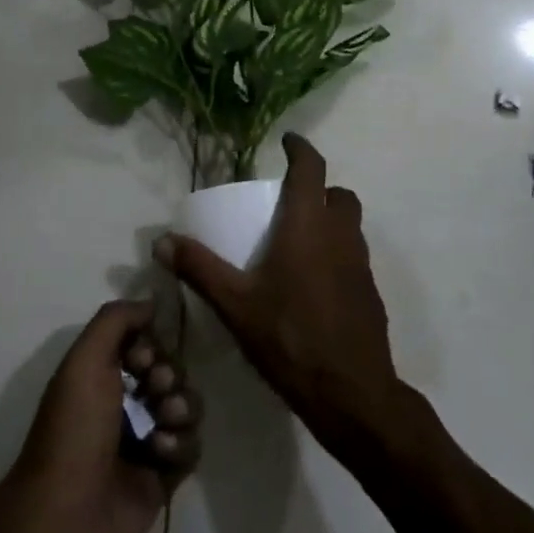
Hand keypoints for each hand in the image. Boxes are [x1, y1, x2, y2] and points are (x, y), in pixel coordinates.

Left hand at [0, 301, 198, 532]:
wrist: (65, 515)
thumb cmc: (72, 430)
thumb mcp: (84, 359)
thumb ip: (117, 319)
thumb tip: (152, 303)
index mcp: (103, 376)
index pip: (148, 345)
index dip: (153, 346)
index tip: (143, 359)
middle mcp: (126, 403)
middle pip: (173, 372)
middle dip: (171, 375)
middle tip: (155, 389)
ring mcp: (147, 441)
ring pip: (188, 406)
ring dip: (181, 408)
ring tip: (161, 426)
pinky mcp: (164, 476)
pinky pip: (192, 445)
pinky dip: (181, 444)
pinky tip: (159, 453)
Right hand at [155, 133, 402, 457]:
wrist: (351, 392)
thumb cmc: (290, 338)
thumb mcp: (236, 304)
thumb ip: (200, 269)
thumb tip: (162, 240)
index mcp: (309, 226)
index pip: (311, 168)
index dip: (301, 148)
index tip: (288, 140)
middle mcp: (341, 235)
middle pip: (338, 194)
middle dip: (318, 188)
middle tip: (289, 201)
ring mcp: (361, 263)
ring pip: (350, 224)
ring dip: (329, 219)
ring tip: (298, 240)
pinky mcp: (370, 290)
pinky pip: (355, 254)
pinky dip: (337, 251)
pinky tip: (314, 282)